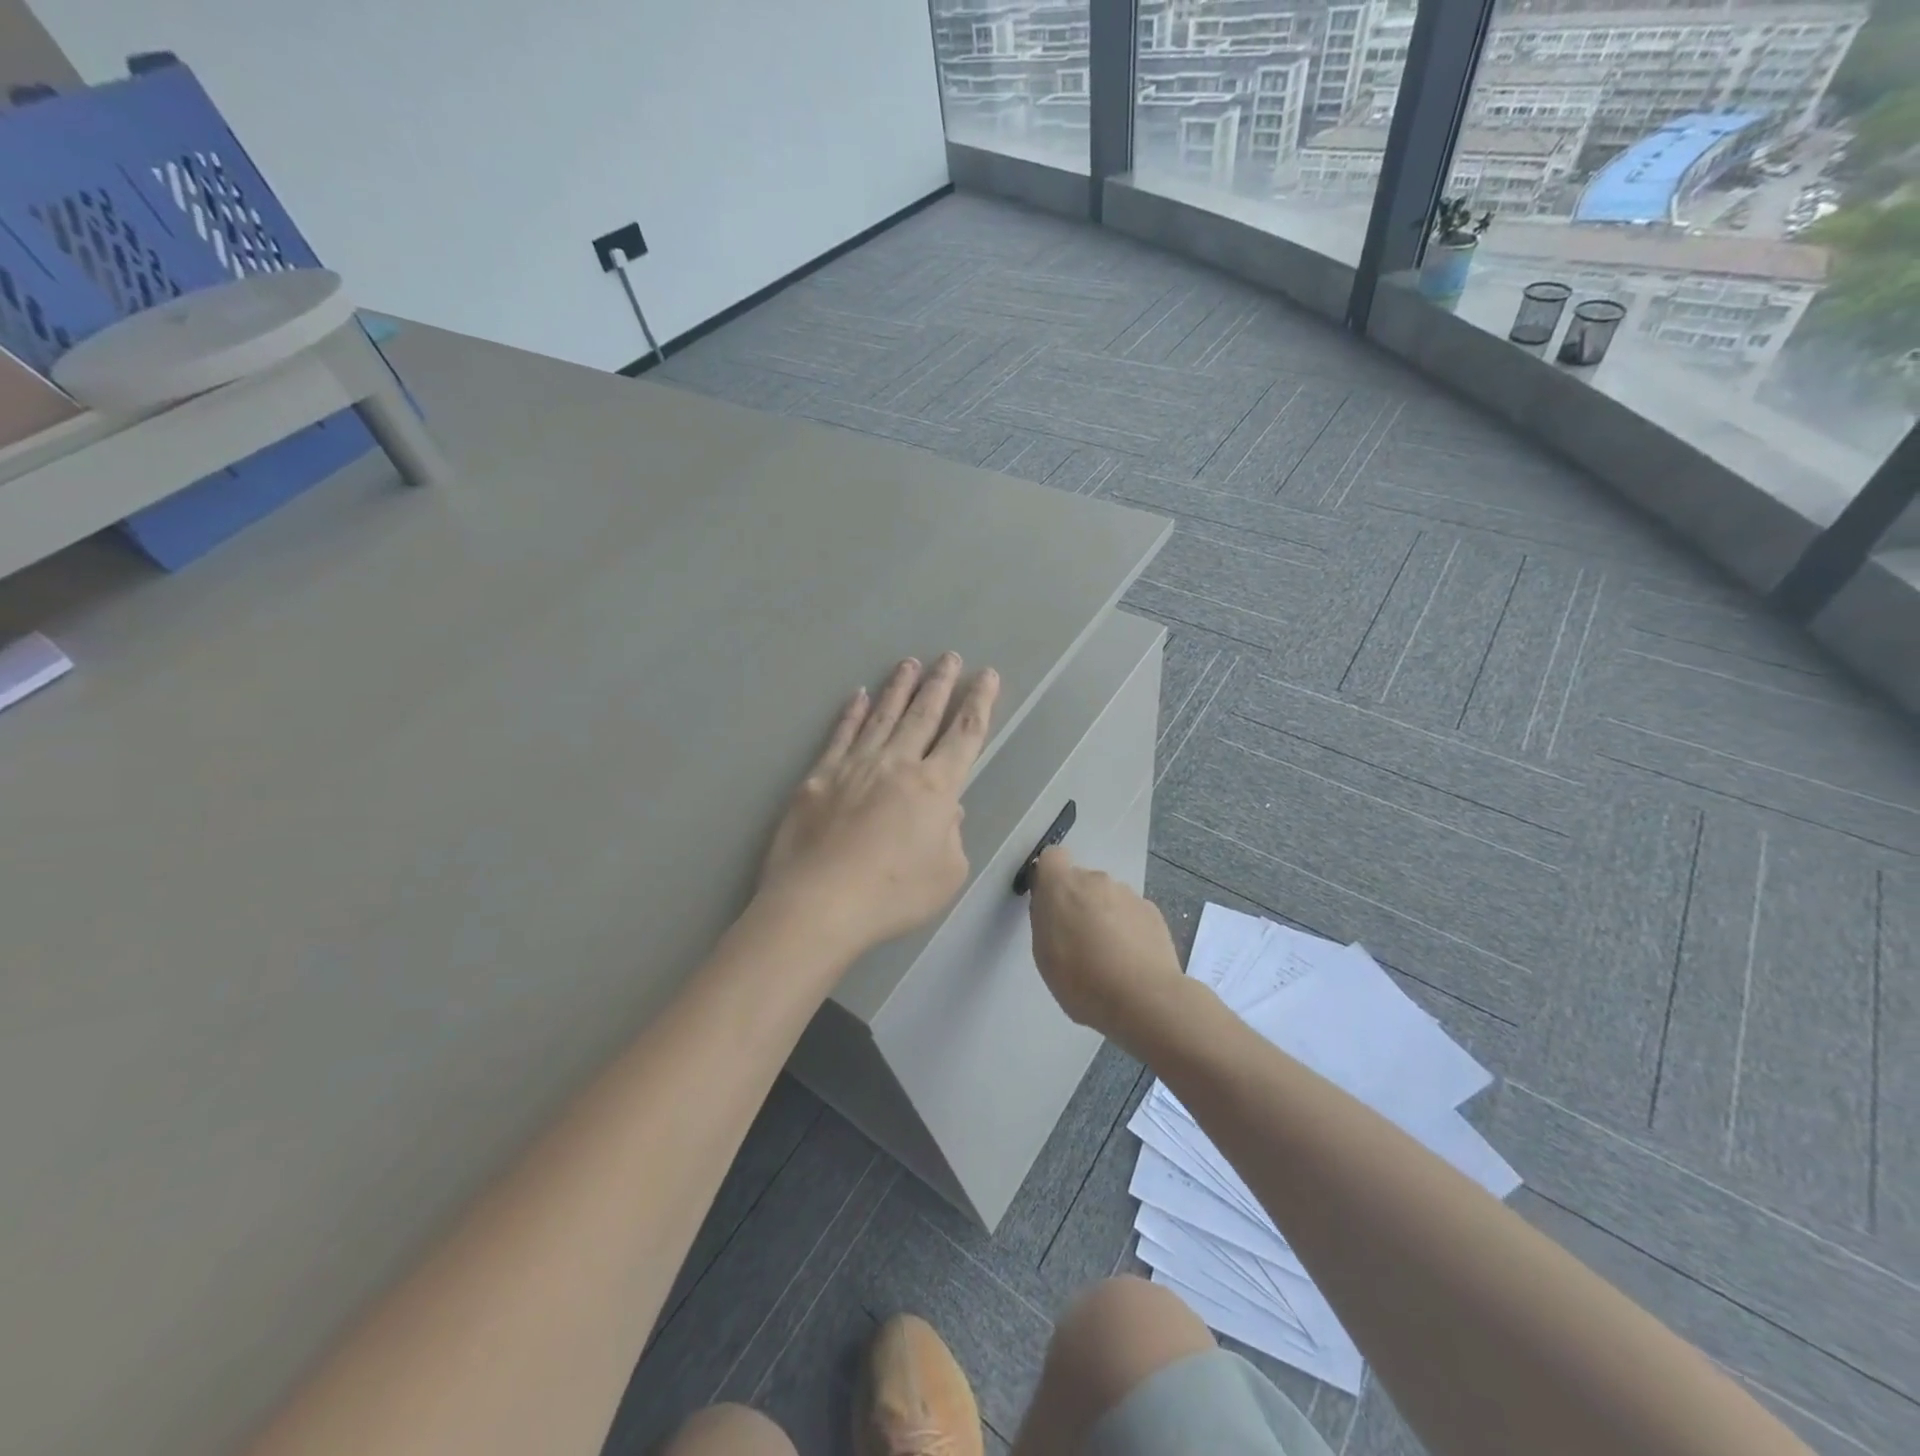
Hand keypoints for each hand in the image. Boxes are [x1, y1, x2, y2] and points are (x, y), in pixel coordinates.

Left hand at [758, 653, 999, 960]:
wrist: (820, 902)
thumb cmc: (893, 895)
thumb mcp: (947, 874)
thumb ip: (952, 835)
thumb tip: (946, 809)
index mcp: (935, 787)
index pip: (965, 735)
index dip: (979, 703)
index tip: (988, 676)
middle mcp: (897, 764)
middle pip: (924, 714)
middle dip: (941, 683)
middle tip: (950, 656)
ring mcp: (855, 766)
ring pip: (883, 716)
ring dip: (899, 688)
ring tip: (910, 663)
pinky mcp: (820, 777)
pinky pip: (841, 735)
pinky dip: (852, 713)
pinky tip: (859, 696)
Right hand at [1029, 847, 1185, 1053]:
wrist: (1145, 999)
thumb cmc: (1082, 980)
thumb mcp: (1044, 954)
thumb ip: (1045, 919)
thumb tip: (1053, 905)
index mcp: (1062, 886)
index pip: (1052, 857)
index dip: (1049, 877)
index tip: (1050, 905)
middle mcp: (1096, 880)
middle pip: (1081, 880)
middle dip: (1078, 902)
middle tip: (1079, 940)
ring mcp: (1128, 893)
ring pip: (1108, 897)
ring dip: (1104, 916)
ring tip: (1109, 956)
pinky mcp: (1152, 911)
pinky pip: (1131, 913)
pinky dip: (1128, 928)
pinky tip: (1131, 960)